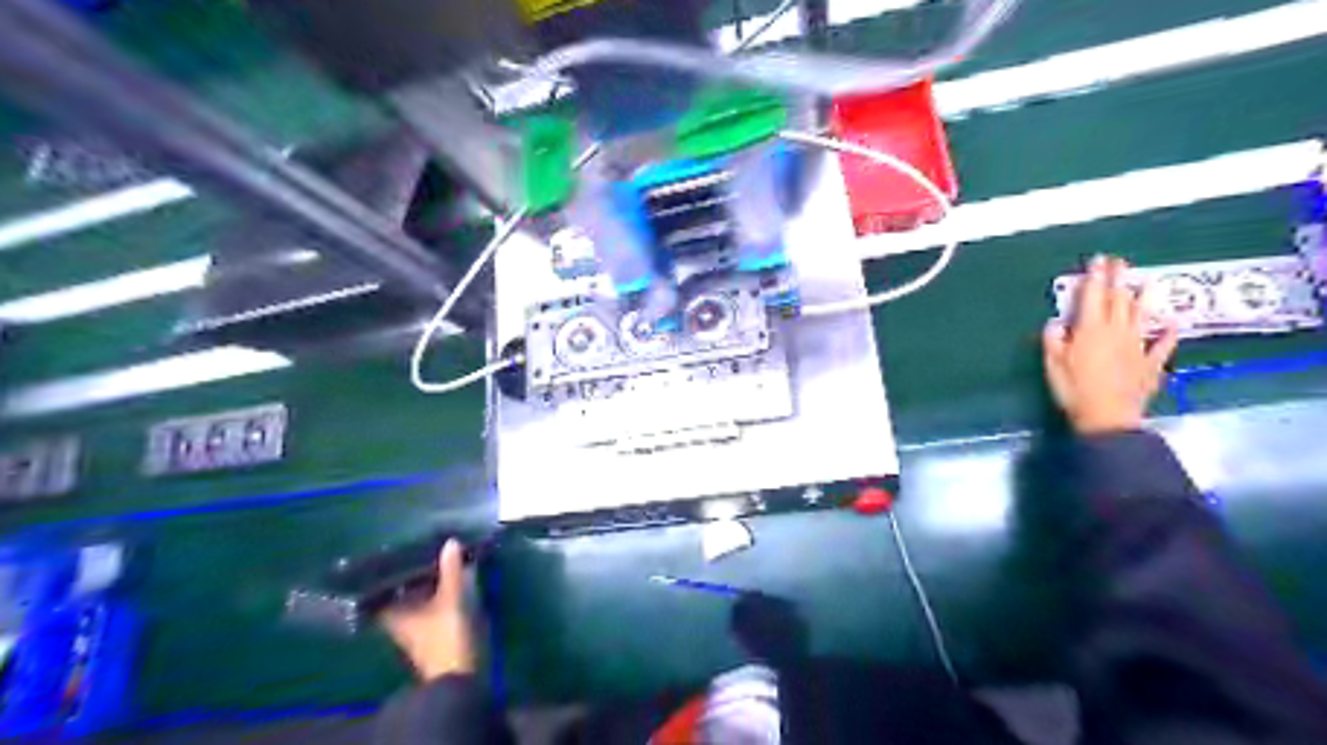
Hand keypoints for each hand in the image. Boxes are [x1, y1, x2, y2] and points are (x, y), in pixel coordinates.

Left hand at [383, 540, 473, 679]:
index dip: (381, 571)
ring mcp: (415, 625)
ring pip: (416, 596)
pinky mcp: (432, 629)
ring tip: (437, 556)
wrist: (458, 674)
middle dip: (409, 571)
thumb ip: (450, 570)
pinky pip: (430, 602)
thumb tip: (449, 542)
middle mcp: (398, 619)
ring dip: (425, 580)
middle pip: (399, 590)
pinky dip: (436, 590)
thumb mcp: (450, 598)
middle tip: (419, 546)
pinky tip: (449, 577)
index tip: (388, 551)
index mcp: (392, 612)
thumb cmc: (445, 636)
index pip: (378, 588)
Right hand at [1043, 254, 1175, 433]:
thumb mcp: (1053, 365)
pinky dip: (1170, 334)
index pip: (1092, 297)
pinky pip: (1163, 345)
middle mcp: (1116, 332)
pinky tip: (1175, 324)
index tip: (1098, 260)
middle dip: (1118, 280)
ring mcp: (1137, 347)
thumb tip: (1057, 323)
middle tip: (1120, 262)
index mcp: (1090, 330)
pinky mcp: (1150, 364)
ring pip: (1142, 316)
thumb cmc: (1074, 390)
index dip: (1095, 277)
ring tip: (1148, 281)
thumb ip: (1054, 340)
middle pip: (1118, 301)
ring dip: (1144, 298)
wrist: (1108, 418)